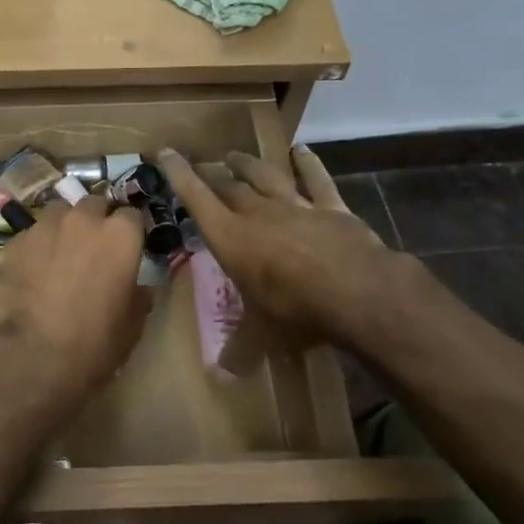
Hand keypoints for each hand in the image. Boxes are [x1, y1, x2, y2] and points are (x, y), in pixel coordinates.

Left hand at [0, 195, 148, 407]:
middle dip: (96, 220)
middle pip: (93, 204)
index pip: (132, 215)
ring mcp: (43, 227)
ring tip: (58, 255)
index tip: (127, 248)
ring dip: (62, 228)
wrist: (33, 356)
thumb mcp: (133, 324)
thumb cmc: (95, 342)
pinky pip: (29, 237)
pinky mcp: (12, 244)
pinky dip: (33, 249)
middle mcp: (82, 219)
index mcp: (119, 235)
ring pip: (57, 213)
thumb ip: (138, 295)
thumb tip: (139, 288)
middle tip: (92, 249)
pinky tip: (30, 274)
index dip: (130, 231)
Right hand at [159, 146, 413, 352]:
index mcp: (231, 238)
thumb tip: (225, 373)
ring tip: (234, 156)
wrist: (358, 293)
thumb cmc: (296, 311)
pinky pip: (316, 180)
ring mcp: (295, 206)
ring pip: (265, 176)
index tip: (165, 151)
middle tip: (204, 166)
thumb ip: (242, 348)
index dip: (178, 174)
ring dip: (247, 164)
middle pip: (229, 186)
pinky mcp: (331, 208)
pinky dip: (308, 164)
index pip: (197, 198)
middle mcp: (258, 214)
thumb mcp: (263, 335)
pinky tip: (302, 150)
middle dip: (213, 174)